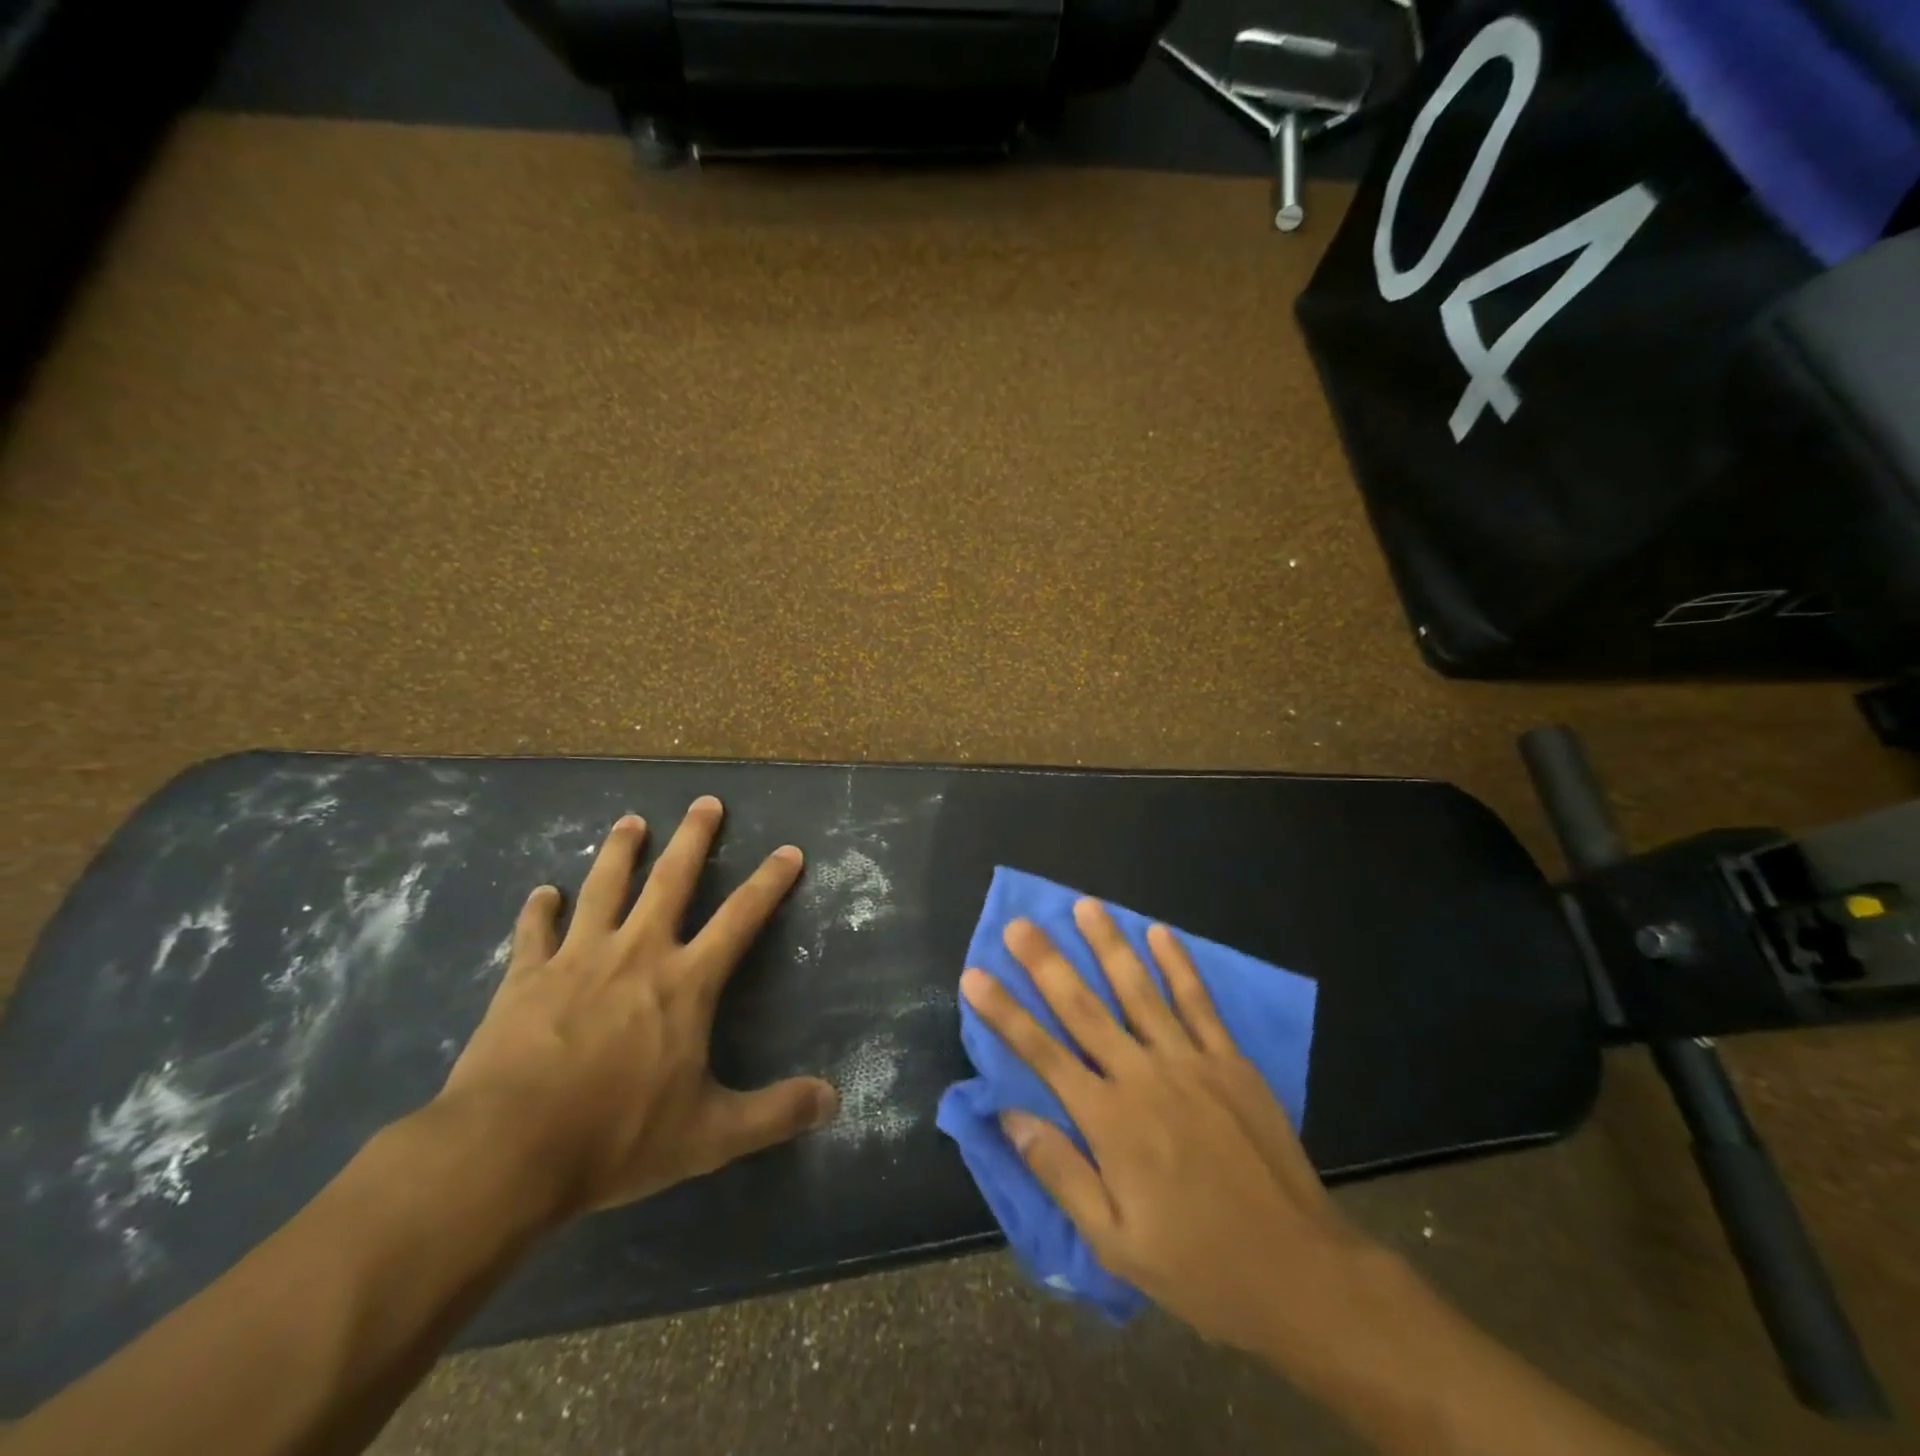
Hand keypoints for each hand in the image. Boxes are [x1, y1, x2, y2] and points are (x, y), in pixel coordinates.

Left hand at [438, 798, 837, 1220]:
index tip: (788, 850)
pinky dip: (539, 909)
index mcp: (686, 982)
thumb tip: (834, 1101)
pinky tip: (542, 893)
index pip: (741, 918)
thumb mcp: (709, 1135)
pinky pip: (534, 931)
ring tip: (630, 820)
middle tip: (705, 802)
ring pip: (603, 887)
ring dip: (620, 850)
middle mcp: (637, 953)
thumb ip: (775, 1114)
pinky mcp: (525, 977)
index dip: (769, 882)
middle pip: (671, 880)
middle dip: (694, 838)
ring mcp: (577, 958)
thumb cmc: (616, 1136)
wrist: (506, 1150)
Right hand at [960, 901, 1375, 1358]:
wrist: (1300, 1273)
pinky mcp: (1230, 1061)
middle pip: (1084, 1008)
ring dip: (1109, 945)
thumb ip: (1060, 1173)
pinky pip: (1199, 1002)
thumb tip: (1009, 1116)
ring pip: (1139, 990)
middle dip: (1046, 963)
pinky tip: (1159, 932)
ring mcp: (1191, 1062)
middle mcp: (1144, 1076)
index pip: (1042, 1054)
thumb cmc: (1198, 1265)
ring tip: (1084, 905)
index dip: (1004, 1013)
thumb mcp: (1115, 1243)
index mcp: (1110, 1121)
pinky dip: (1178, 964)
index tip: (975, 975)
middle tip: (1020, 923)